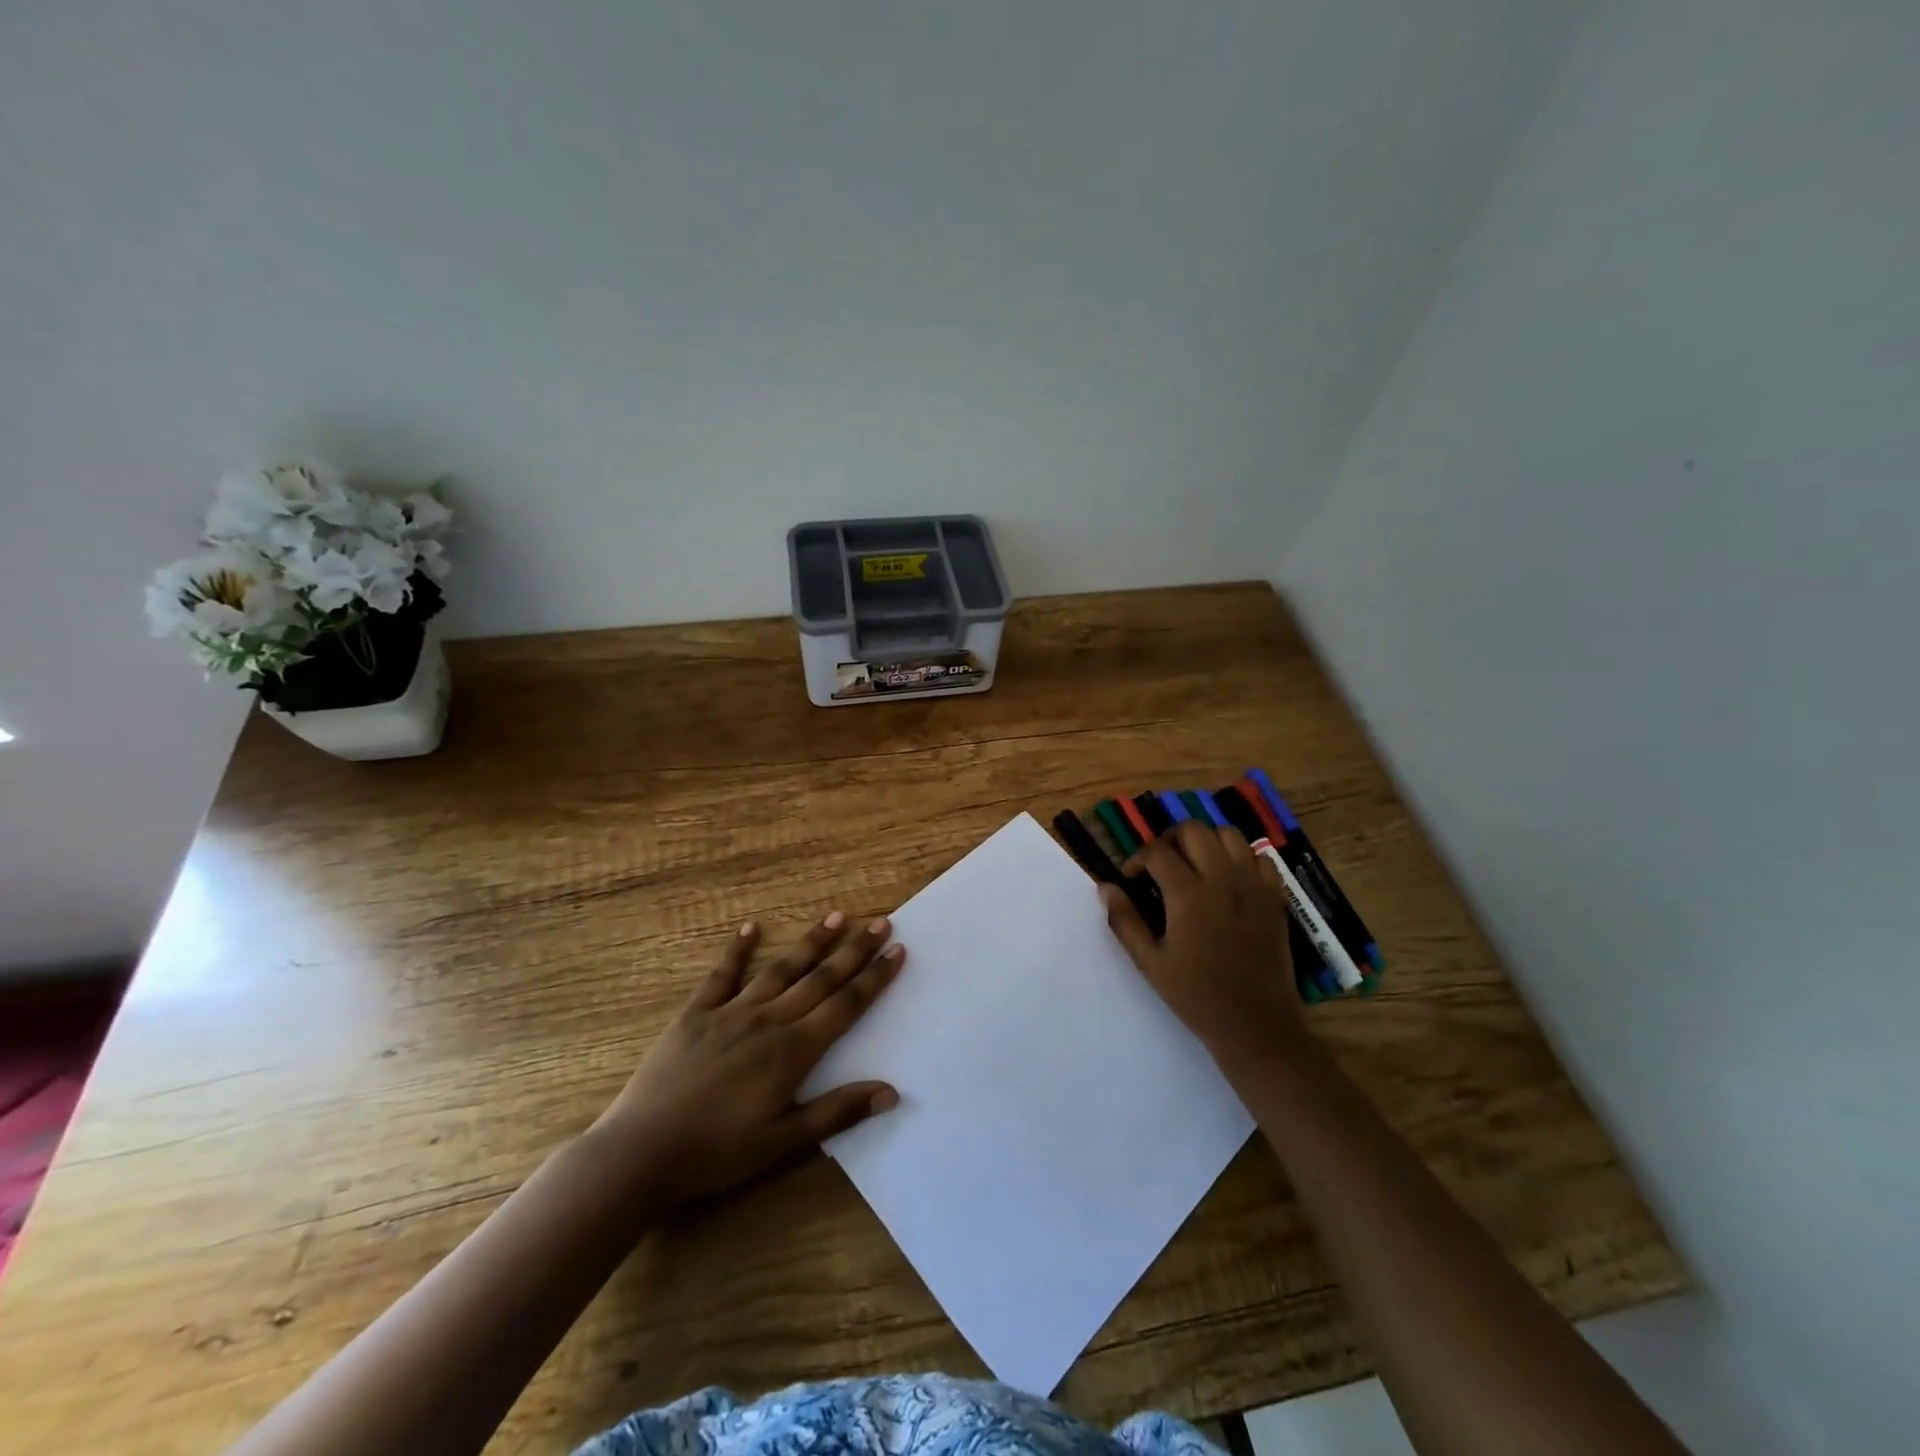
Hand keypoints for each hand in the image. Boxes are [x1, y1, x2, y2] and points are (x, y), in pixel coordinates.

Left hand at [592, 912, 903, 1206]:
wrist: (640, 1152)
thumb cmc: (717, 1154)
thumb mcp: (782, 1144)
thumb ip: (836, 1113)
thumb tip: (891, 1092)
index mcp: (793, 1051)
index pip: (845, 1006)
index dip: (874, 978)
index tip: (897, 950)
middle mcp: (769, 1020)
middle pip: (821, 978)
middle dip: (854, 949)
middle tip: (881, 921)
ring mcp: (731, 1011)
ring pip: (781, 968)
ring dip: (811, 942)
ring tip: (836, 916)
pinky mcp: (696, 1012)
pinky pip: (722, 974)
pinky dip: (737, 949)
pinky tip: (750, 927)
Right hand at [1101, 822, 1307, 1076]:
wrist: (1256, 1024)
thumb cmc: (1197, 996)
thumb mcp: (1150, 962)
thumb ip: (1125, 920)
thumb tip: (1105, 887)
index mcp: (1188, 895)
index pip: (1157, 851)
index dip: (1137, 859)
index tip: (1132, 879)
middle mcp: (1222, 879)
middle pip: (1193, 830)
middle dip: (1169, 840)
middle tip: (1161, 866)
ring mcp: (1253, 885)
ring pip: (1228, 834)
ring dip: (1205, 841)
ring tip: (1194, 865)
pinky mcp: (1275, 897)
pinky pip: (1259, 857)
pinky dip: (1240, 857)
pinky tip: (1228, 879)